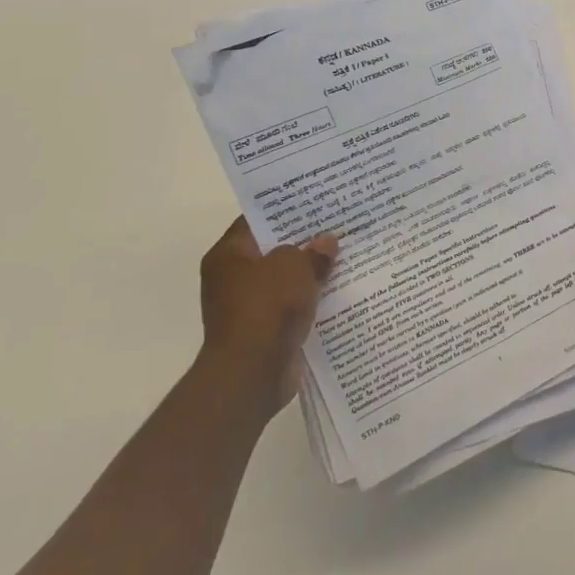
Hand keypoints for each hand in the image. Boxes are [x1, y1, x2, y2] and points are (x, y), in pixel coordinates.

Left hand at [198, 217, 337, 422]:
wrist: (252, 373)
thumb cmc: (266, 308)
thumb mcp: (294, 266)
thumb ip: (311, 251)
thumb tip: (326, 242)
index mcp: (228, 255)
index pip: (257, 221)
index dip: (287, 209)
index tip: (317, 201)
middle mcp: (232, 279)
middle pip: (273, 251)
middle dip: (304, 242)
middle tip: (339, 226)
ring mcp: (247, 307)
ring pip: (286, 280)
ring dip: (311, 273)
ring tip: (346, 256)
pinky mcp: (264, 331)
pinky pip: (292, 306)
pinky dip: (311, 300)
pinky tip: (339, 291)